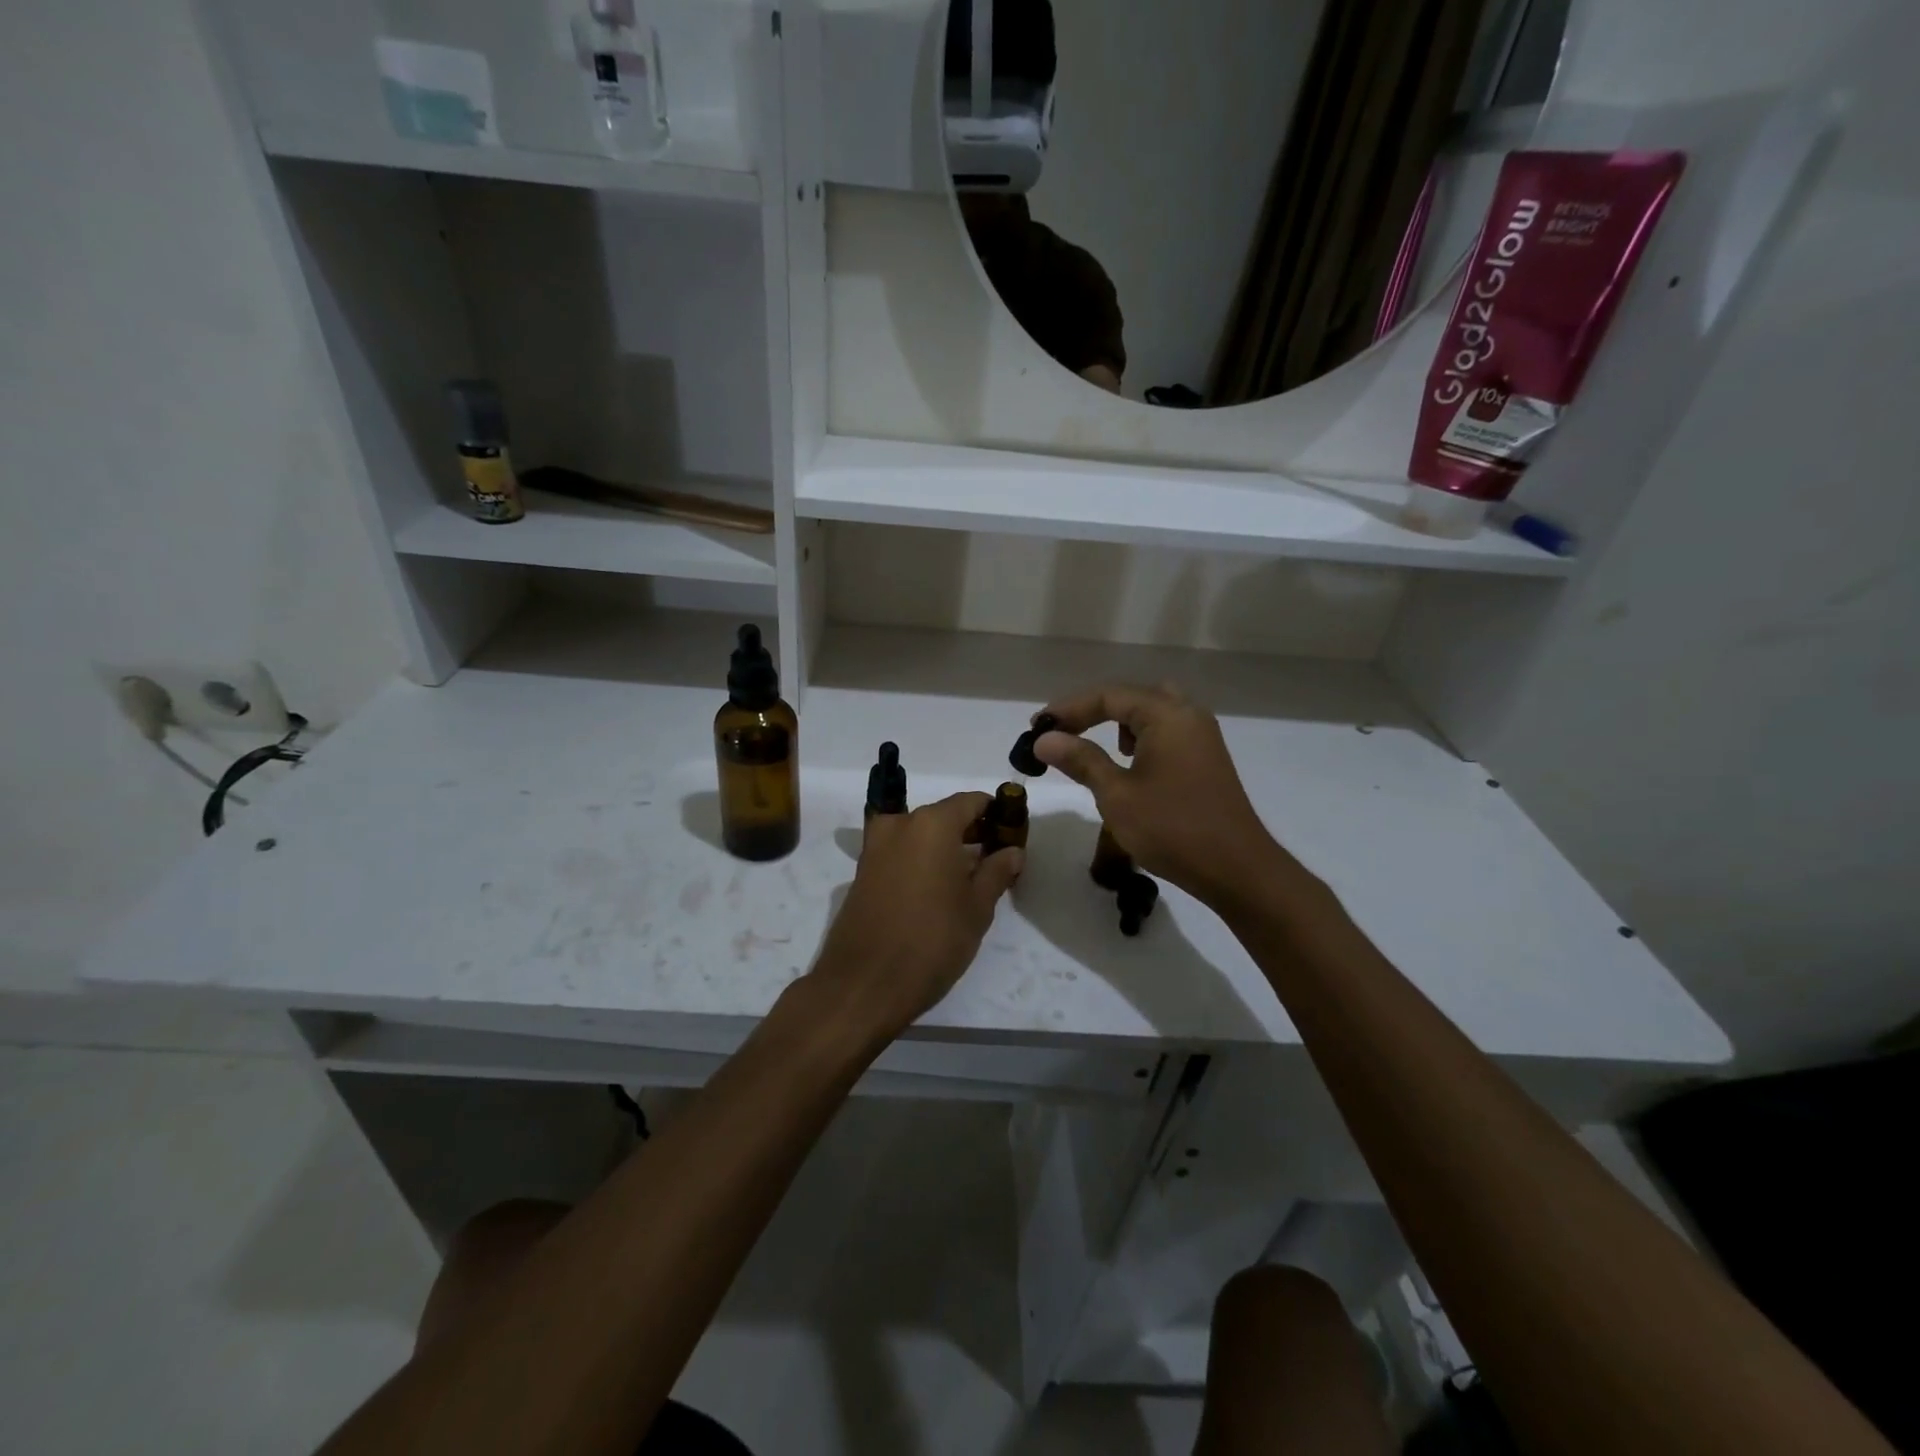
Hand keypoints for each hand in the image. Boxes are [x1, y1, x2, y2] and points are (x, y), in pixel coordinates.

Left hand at [805, 792, 1022, 1043]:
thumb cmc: (931, 941)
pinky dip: (922, 860)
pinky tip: (938, 890)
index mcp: (931, 824)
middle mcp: (899, 825)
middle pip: (943, 816)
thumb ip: (997, 872)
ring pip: (920, 835)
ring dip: (945, 848)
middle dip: (970, 832)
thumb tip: (1012, 851)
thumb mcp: (976, 908)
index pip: (971, 801)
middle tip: (995, 860)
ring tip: (970, 879)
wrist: (863, 984)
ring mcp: (875, 847)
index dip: (995, 814)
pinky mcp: (862, 871)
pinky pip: (901, 853)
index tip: (1012, 833)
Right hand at [1034, 684, 1283, 906]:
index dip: (1068, 709)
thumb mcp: (1116, 795)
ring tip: (1092, 747)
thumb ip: (1081, 760)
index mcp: (1167, 715)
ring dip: (1118, 722)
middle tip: (1062, 732)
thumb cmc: (1172, 829)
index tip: (1036, 727)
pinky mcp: (1207, 758)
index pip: (1108, 696)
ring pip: (1152, 712)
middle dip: (1093, 711)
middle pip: (1131, 697)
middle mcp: (1188, 714)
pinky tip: (1129, 764)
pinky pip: (1167, 731)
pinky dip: (1141, 737)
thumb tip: (1044, 739)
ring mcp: (1202, 736)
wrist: (1236, 869)